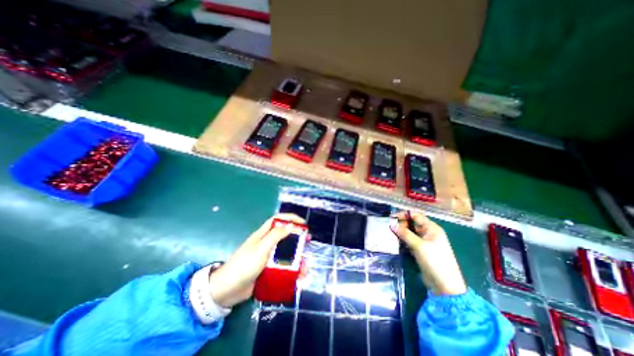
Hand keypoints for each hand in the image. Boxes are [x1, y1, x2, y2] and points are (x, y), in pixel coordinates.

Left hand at [210, 214, 305, 308]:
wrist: (227, 291)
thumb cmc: (244, 266)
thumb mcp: (261, 249)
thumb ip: (275, 236)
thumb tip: (291, 225)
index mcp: (263, 235)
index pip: (278, 220)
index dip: (290, 218)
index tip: (303, 223)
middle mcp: (266, 243)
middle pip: (284, 235)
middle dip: (297, 237)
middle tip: (308, 241)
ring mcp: (267, 257)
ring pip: (285, 252)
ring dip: (296, 257)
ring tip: (305, 265)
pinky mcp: (268, 269)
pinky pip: (282, 266)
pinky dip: (291, 269)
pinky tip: (298, 275)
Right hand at [392, 211, 463, 293]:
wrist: (444, 285)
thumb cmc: (434, 261)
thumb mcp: (419, 245)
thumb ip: (405, 234)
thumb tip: (392, 225)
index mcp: (432, 228)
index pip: (416, 216)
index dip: (404, 215)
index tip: (391, 217)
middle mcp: (428, 233)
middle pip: (412, 224)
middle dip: (401, 224)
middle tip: (389, 227)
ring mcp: (425, 242)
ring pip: (410, 232)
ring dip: (401, 232)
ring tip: (390, 233)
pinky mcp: (421, 250)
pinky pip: (410, 241)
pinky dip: (403, 240)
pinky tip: (395, 241)